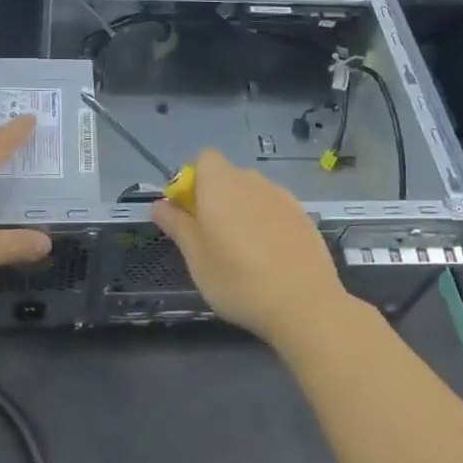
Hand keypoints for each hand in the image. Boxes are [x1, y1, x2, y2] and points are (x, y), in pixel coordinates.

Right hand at [151, 150, 353, 347]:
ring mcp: (282, 197)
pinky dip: (267, 224)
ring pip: (252, 194)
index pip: (204, 159)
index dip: (192, 180)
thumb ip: (176, 224)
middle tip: (210, 238)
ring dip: (242, 212)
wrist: (304, 304)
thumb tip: (158, 204)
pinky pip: (275, 210)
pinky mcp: (303, 216)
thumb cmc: (237, 279)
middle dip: (215, 198)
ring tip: (243, 252)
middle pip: (227, 177)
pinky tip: (270, 258)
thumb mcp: (195, 256)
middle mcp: (252, 180)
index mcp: (221, 183)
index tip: (189, 213)